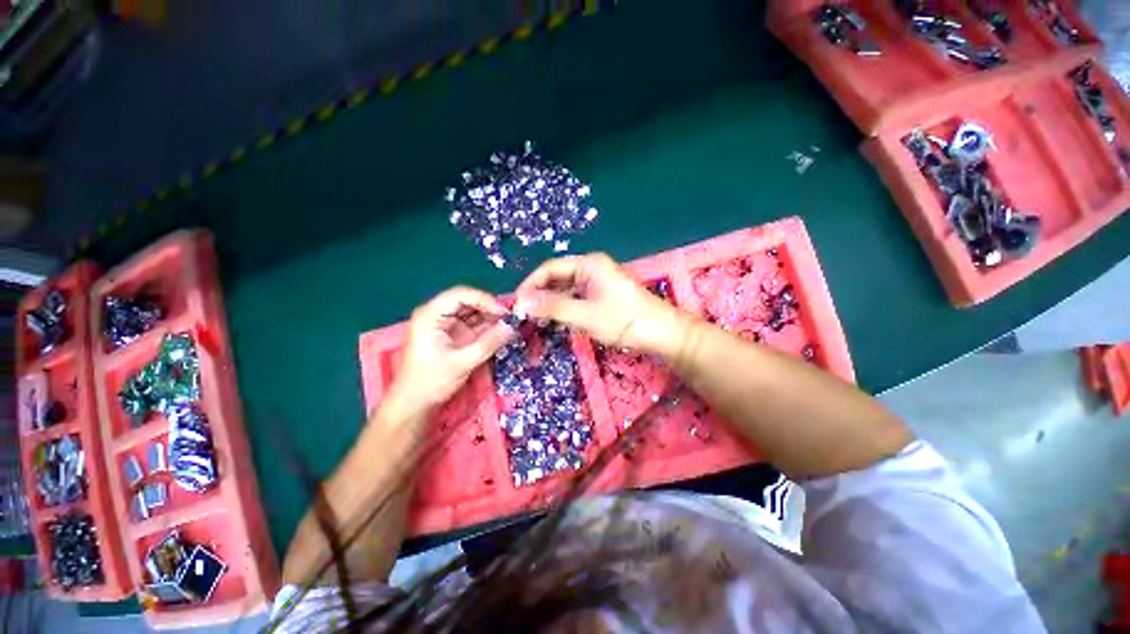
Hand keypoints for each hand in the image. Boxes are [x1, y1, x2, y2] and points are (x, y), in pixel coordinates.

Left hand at [387, 287, 514, 417]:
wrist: (414, 404)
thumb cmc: (431, 381)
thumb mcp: (463, 362)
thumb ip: (489, 343)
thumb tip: (512, 327)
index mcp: (430, 315)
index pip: (460, 295)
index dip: (485, 300)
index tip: (504, 313)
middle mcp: (436, 314)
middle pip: (467, 302)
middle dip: (489, 309)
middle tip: (510, 320)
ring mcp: (444, 325)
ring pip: (472, 313)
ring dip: (490, 318)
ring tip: (508, 326)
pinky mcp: (452, 335)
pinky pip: (472, 325)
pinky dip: (486, 328)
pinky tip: (500, 333)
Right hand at [514, 253, 685, 354]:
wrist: (663, 333)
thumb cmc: (626, 320)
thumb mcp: (586, 315)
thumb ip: (554, 307)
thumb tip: (522, 302)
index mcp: (589, 264)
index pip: (550, 268)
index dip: (531, 284)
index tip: (517, 303)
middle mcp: (592, 268)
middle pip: (557, 277)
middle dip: (540, 294)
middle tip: (524, 314)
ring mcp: (598, 282)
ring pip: (566, 289)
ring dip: (551, 303)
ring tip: (536, 320)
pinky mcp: (603, 295)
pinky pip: (576, 297)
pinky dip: (565, 308)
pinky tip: (556, 321)